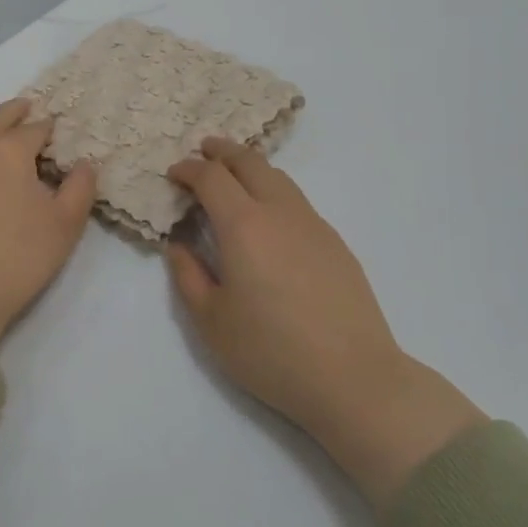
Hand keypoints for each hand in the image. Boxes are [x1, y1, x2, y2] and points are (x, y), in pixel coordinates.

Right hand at [166, 138, 484, 505]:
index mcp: (244, 226)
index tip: (174, 174)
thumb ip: (188, 275)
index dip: (189, 169)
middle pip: (250, 162)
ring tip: (235, 177)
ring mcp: (313, 224)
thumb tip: (178, 243)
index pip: (212, 178)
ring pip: (279, 178)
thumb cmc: (271, 352)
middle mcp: (280, 212)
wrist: (353, 377)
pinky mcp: (335, 242)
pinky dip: (274, 192)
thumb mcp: (211, 321)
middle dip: (222, 151)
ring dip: (251, 168)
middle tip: (203, 150)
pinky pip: (297, 201)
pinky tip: (270, 218)